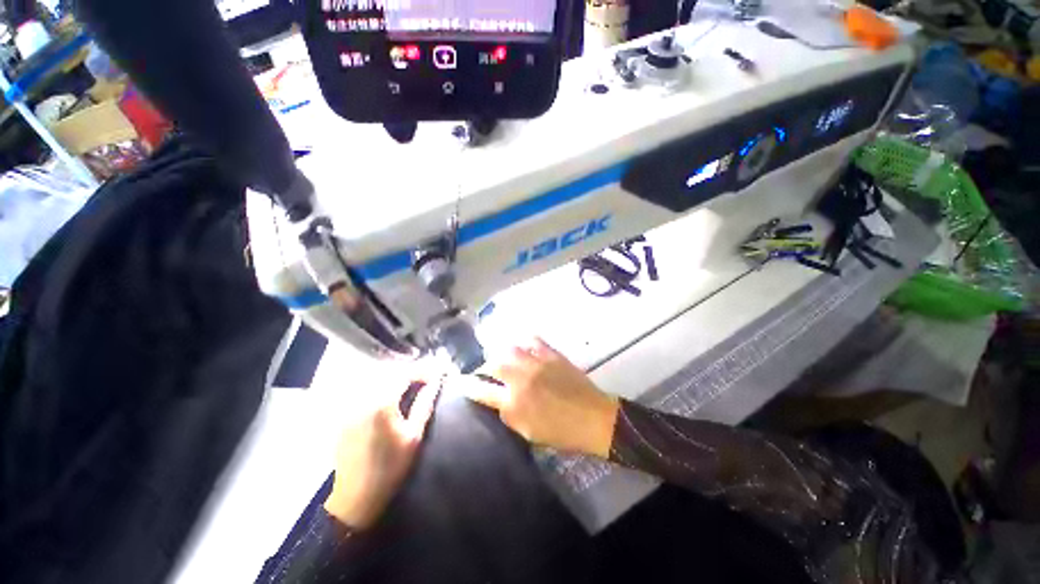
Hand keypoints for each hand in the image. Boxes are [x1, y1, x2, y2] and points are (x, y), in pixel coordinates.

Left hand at [323, 378, 439, 529]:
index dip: (422, 370)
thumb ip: (425, 404)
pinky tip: (392, 395)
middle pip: (389, 373)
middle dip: (410, 371)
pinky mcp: (345, 414)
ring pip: (376, 380)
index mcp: (381, 404)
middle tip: (427, 377)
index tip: (436, 373)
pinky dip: (382, 386)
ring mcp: (350, 406)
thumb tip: (436, 382)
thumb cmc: (390, 467)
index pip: (404, 374)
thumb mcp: (414, 436)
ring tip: (413, 383)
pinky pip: (366, 391)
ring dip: (396, 377)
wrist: (355, 497)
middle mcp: (362, 399)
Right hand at [459, 338, 618, 457]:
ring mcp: (537, 363)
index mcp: (514, 403)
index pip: (482, 390)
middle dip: (485, 367)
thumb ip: (510, 415)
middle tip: (487, 371)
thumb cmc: (562, 433)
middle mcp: (522, 379)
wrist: (593, 418)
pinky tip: (525, 346)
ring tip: (505, 358)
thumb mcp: (529, 433)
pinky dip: (526, 342)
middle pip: (494, 364)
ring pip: (511, 348)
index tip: (461, 381)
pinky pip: (534, 341)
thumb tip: (500, 401)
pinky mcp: (552, 355)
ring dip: (503, 353)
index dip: (469, 385)